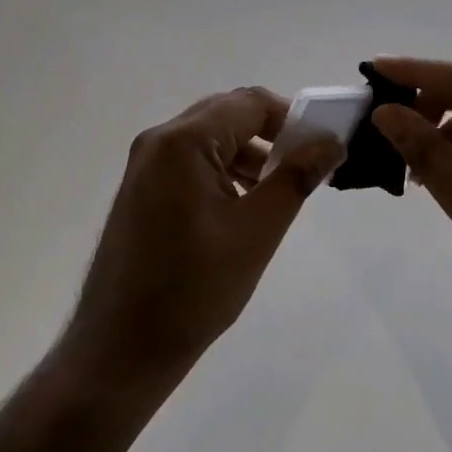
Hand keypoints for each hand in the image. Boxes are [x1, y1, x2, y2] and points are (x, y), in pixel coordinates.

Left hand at [58, 88, 344, 398]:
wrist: (120, 349)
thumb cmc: (193, 290)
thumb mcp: (255, 232)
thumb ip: (295, 178)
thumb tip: (330, 142)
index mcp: (182, 141)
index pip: (249, 103)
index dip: (291, 117)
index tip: (323, 147)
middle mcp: (158, 141)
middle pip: (226, 114)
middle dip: (271, 135)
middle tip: (306, 168)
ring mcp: (145, 165)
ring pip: (209, 139)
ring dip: (248, 154)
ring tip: (280, 192)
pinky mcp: (142, 189)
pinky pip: (191, 162)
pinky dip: (223, 171)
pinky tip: (244, 206)